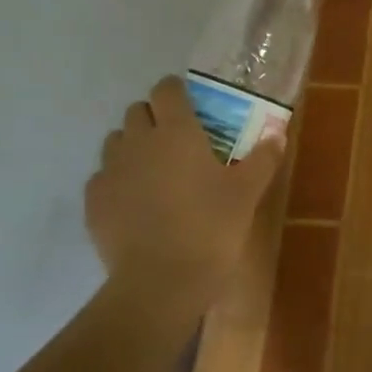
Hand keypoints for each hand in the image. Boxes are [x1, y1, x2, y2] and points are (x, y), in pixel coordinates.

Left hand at [85, 75, 283, 309]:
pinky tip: (136, 203)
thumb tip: (277, 134)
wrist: (161, 281)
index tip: (191, 105)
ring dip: (134, 146)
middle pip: (137, 111)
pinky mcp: (94, 200)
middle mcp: (138, 141)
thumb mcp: (247, 193)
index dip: (177, 92)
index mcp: (177, 132)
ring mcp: (111, 170)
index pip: (167, 89)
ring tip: (155, 172)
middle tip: (178, 142)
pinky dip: (118, 180)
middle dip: (155, 117)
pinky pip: (104, 176)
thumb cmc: (211, 228)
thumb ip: (263, 158)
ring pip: (116, 141)